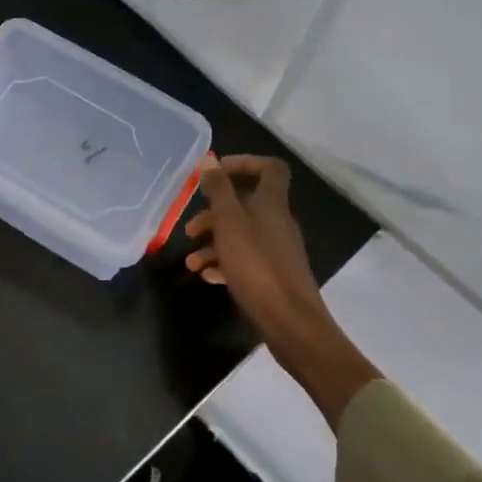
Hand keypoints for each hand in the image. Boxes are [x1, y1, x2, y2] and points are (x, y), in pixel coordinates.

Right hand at [186, 155, 380, 423]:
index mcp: (272, 204)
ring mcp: (277, 251)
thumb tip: (209, 159)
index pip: (269, 168)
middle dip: (215, 212)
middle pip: (247, 204)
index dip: (244, 163)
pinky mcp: (273, 275)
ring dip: (214, 242)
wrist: (291, 323)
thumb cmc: (257, 267)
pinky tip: (206, 276)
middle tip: (190, 226)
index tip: (214, 173)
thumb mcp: (230, 224)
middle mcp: (277, 223)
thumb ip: (219, 190)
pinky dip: (224, 263)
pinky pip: (245, 260)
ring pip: (241, 235)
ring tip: (190, 261)